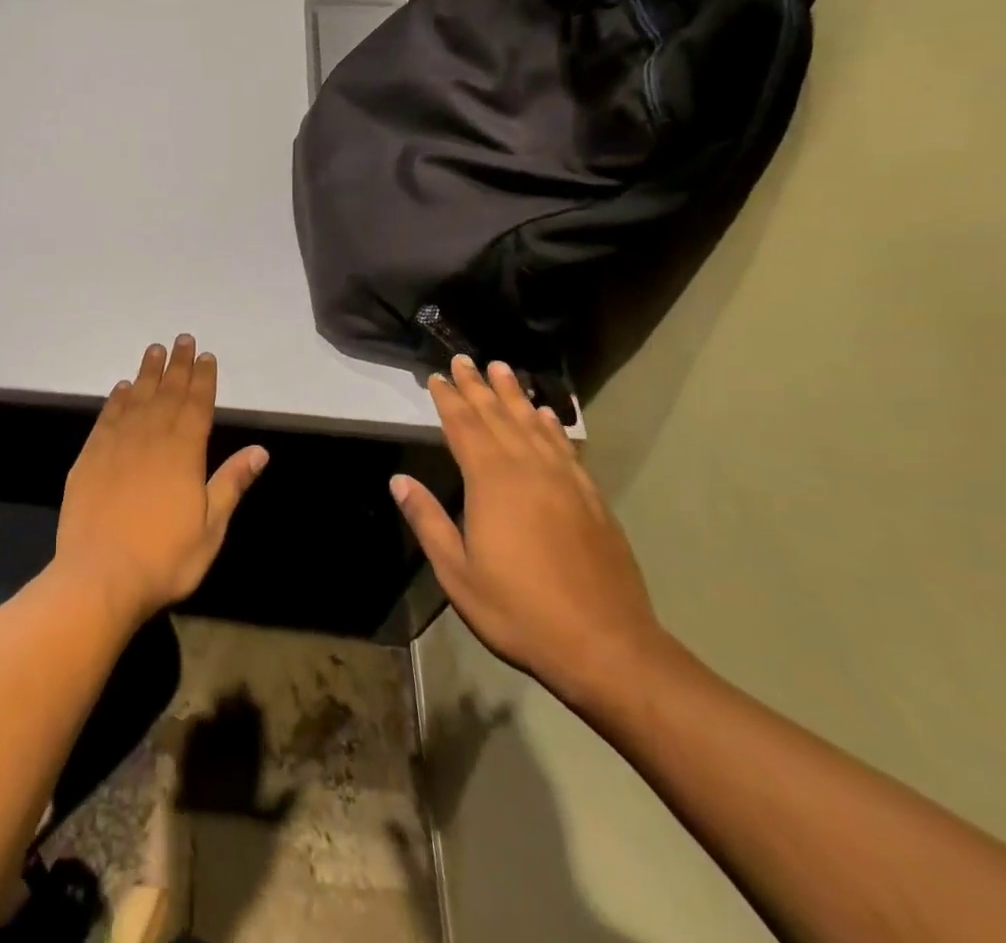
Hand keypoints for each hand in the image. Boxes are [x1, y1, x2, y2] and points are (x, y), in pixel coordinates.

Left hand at [54, 335, 268, 626]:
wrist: (99, 575)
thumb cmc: (164, 558)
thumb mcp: (211, 528)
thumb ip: (231, 483)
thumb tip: (260, 450)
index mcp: (184, 453)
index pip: (197, 405)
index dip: (203, 378)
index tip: (206, 355)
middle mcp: (151, 438)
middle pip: (167, 392)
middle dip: (177, 365)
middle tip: (182, 338)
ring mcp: (117, 444)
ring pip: (136, 398)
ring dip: (147, 372)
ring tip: (154, 350)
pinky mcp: (90, 456)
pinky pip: (107, 417)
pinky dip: (116, 399)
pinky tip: (121, 388)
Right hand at [389, 355, 665, 705]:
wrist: (606, 646)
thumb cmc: (519, 609)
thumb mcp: (457, 572)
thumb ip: (428, 521)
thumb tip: (399, 481)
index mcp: (491, 483)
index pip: (464, 427)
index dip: (449, 400)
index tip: (438, 377)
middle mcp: (528, 470)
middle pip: (498, 417)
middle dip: (478, 387)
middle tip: (465, 360)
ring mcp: (564, 482)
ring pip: (534, 425)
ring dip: (515, 396)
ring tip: (503, 369)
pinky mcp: (591, 500)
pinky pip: (566, 449)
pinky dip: (553, 427)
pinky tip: (547, 416)